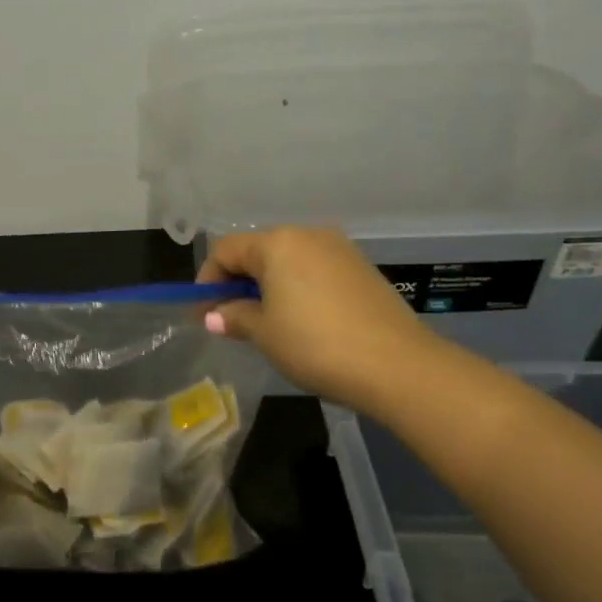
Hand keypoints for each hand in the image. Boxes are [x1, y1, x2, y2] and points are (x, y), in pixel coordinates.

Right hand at [197, 227, 433, 402]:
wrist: (398, 365)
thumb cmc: (316, 344)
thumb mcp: (265, 333)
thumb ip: (235, 317)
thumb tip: (214, 315)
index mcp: (278, 243)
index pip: (227, 250)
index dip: (208, 280)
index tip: (203, 313)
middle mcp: (308, 235)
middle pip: (258, 251)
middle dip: (238, 282)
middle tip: (229, 318)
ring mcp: (340, 250)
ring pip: (288, 261)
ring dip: (268, 286)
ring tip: (264, 321)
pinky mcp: (362, 269)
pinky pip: (315, 271)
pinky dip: (297, 289)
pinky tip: (301, 320)